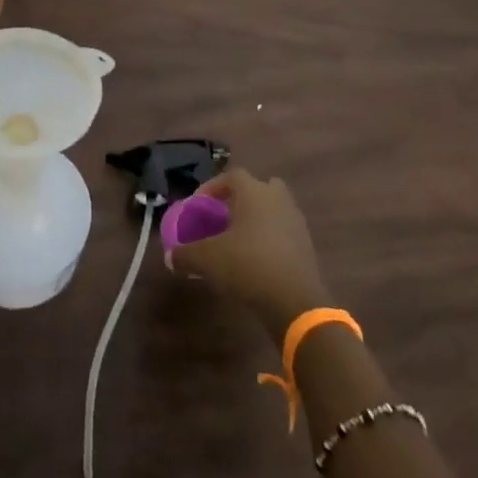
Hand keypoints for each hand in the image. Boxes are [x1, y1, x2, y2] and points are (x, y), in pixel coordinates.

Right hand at [169, 168, 328, 341]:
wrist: (295, 301)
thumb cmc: (248, 265)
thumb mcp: (207, 259)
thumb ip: (185, 254)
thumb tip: (170, 257)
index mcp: (254, 192)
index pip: (231, 176)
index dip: (211, 188)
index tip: (198, 206)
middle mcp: (277, 199)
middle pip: (259, 188)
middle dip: (241, 200)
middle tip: (223, 218)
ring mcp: (296, 222)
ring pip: (273, 210)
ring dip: (257, 220)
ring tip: (238, 242)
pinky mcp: (307, 247)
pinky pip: (283, 233)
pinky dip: (270, 240)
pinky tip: (256, 261)